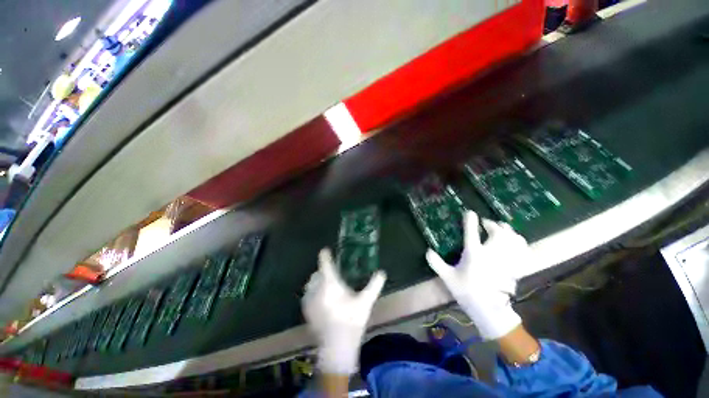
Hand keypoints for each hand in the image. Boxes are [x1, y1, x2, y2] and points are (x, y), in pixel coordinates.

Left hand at [302, 248, 386, 374]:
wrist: (336, 348)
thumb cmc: (352, 323)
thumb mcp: (366, 302)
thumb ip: (374, 285)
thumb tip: (382, 272)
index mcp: (331, 285)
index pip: (325, 265)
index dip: (325, 256)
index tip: (325, 250)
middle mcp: (317, 289)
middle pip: (316, 274)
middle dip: (322, 270)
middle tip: (332, 273)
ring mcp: (309, 300)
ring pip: (310, 283)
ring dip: (317, 280)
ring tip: (327, 284)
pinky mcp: (306, 310)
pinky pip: (307, 294)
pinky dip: (313, 291)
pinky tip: (321, 298)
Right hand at [426, 211, 530, 339]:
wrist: (488, 310)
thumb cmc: (466, 291)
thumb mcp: (447, 277)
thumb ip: (436, 263)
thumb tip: (427, 251)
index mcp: (473, 254)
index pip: (472, 232)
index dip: (470, 220)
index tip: (470, 213)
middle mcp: (491, 254)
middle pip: (497, 232)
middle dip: (492, 224)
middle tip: (487, 224)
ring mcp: (506, 260)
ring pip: (513, 239)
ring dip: (508, 231)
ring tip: (502, 229)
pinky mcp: (515, 267)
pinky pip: (523, 251)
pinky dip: (521, 243)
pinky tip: (517, 242)